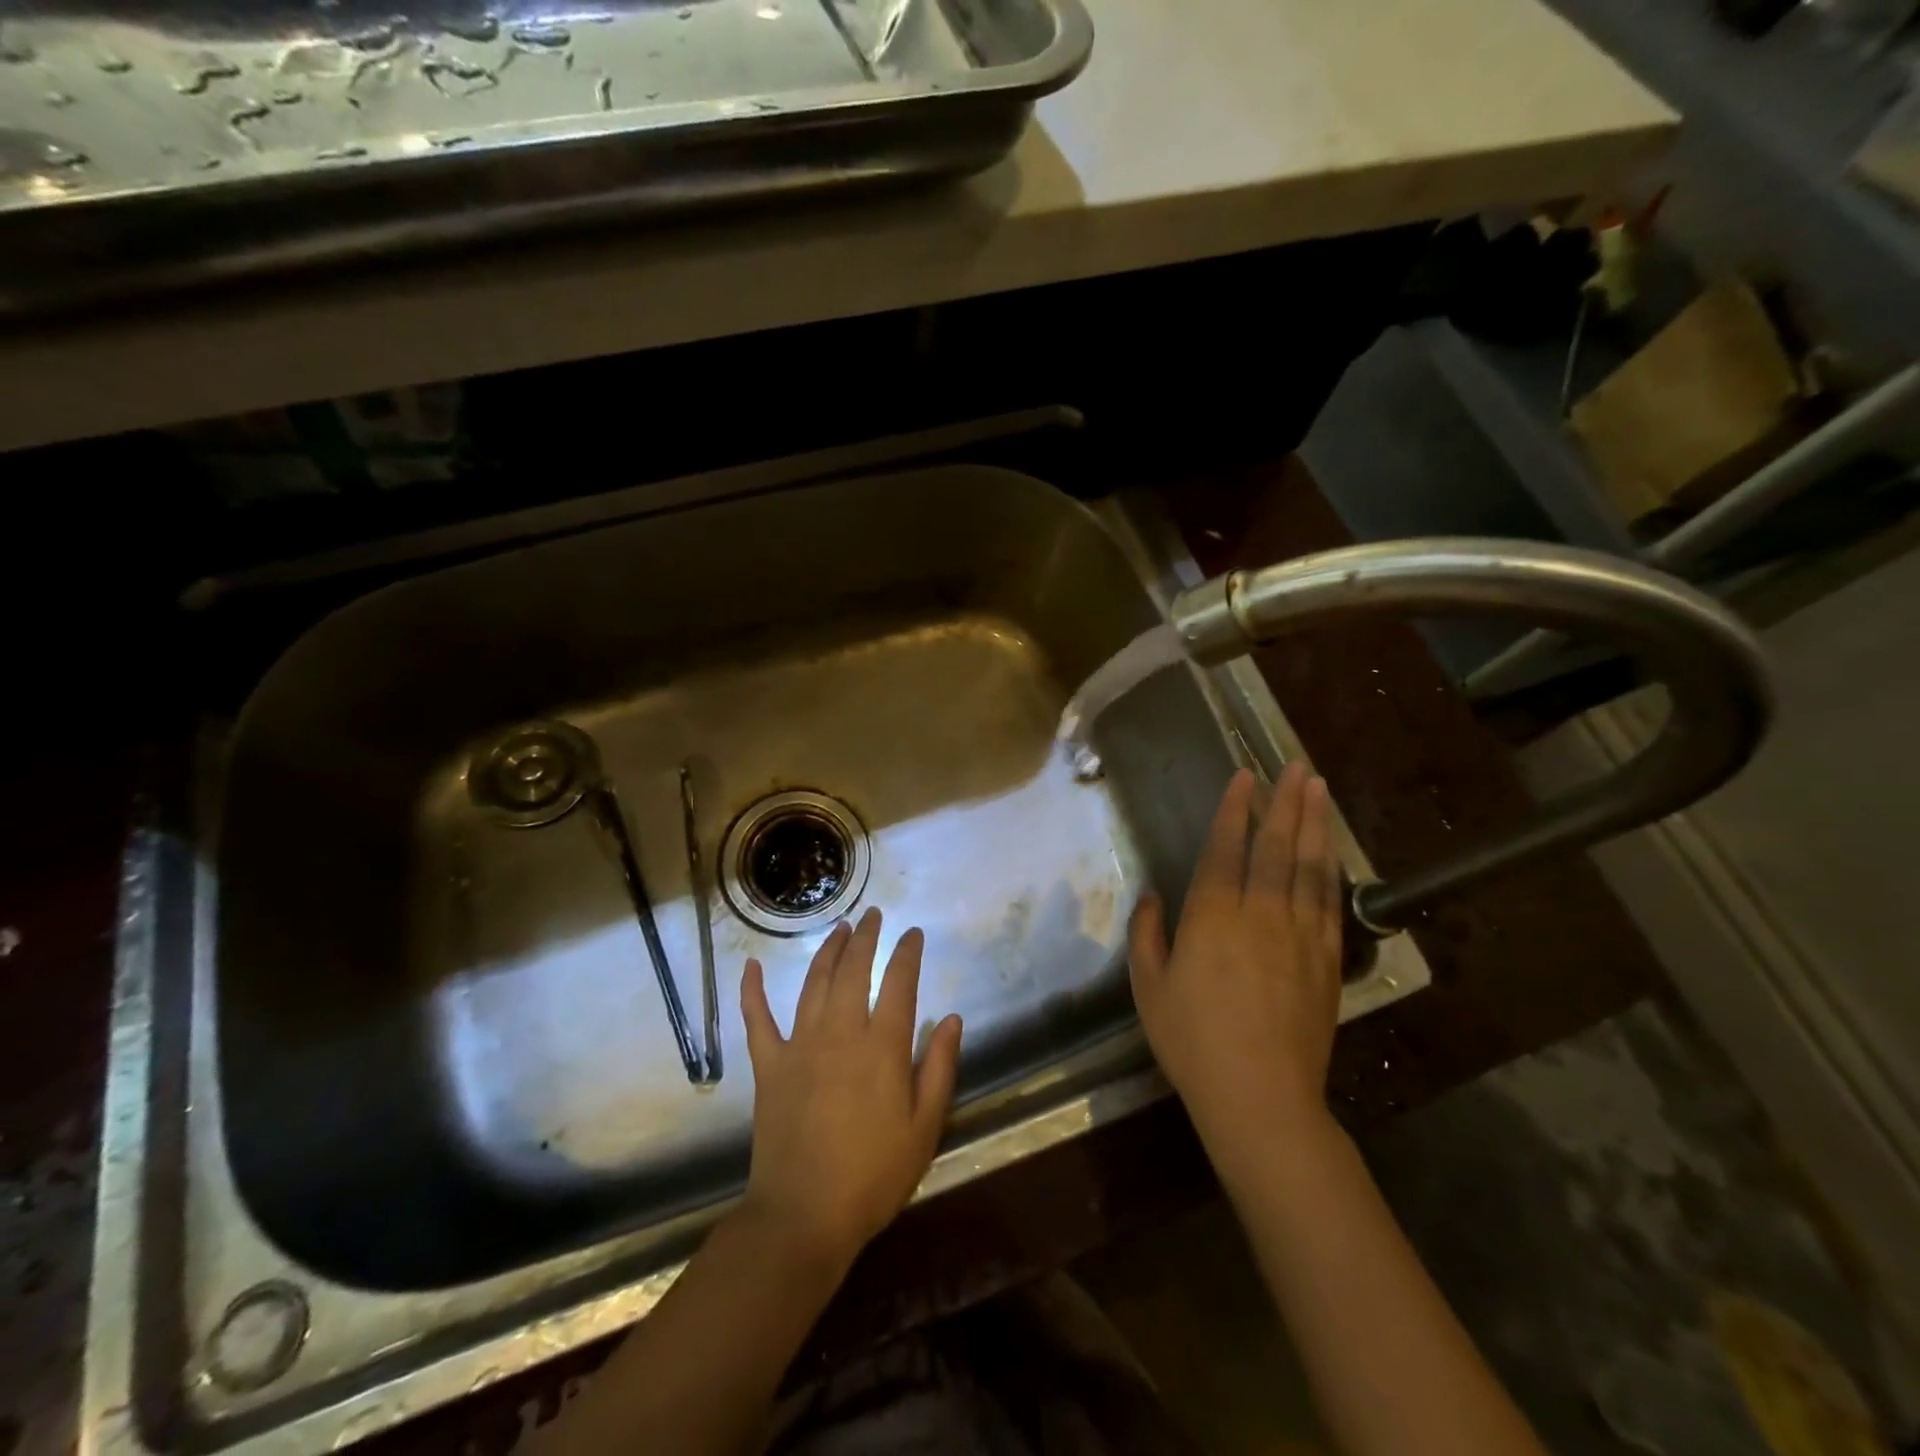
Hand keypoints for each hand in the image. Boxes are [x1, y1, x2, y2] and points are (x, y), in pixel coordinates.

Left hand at [739, 908, 963, 1272]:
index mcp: (882, 1046)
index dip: (907, 953)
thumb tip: (951, 1019)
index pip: (898, 983)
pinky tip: (752, 966)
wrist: (803, 1216)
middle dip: (866, 938)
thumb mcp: (924, 1128)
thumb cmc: (873, 1176)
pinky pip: (757, 1019)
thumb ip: (939, 1068)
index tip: (913, 933)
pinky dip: (753, 990)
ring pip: (814, 983)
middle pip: (853, 970)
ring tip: (840, 928)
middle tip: (874, 915)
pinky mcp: (769, 1066)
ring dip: (828, 951)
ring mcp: (800, 1046)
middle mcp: (841, 1033)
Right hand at [1130, 764, 1342, 1151]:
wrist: (1260, 1097)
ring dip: (1314, 823)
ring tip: (1317, 788)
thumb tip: (1151, 896)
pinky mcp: (1326, 960)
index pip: (1226, 849)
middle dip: (1284, 802)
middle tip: (1294, 766)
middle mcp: (1259, 914)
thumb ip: (1147, 935)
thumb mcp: (1149, 987)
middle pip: (1275, 847)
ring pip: (1309, 866)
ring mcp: (1299, 935)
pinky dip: (1332, 869)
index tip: (1244, 778)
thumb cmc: (1192, 1041)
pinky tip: (1332, 850)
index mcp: (1212, 917)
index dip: (1235, 810)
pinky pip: (1329, 903)